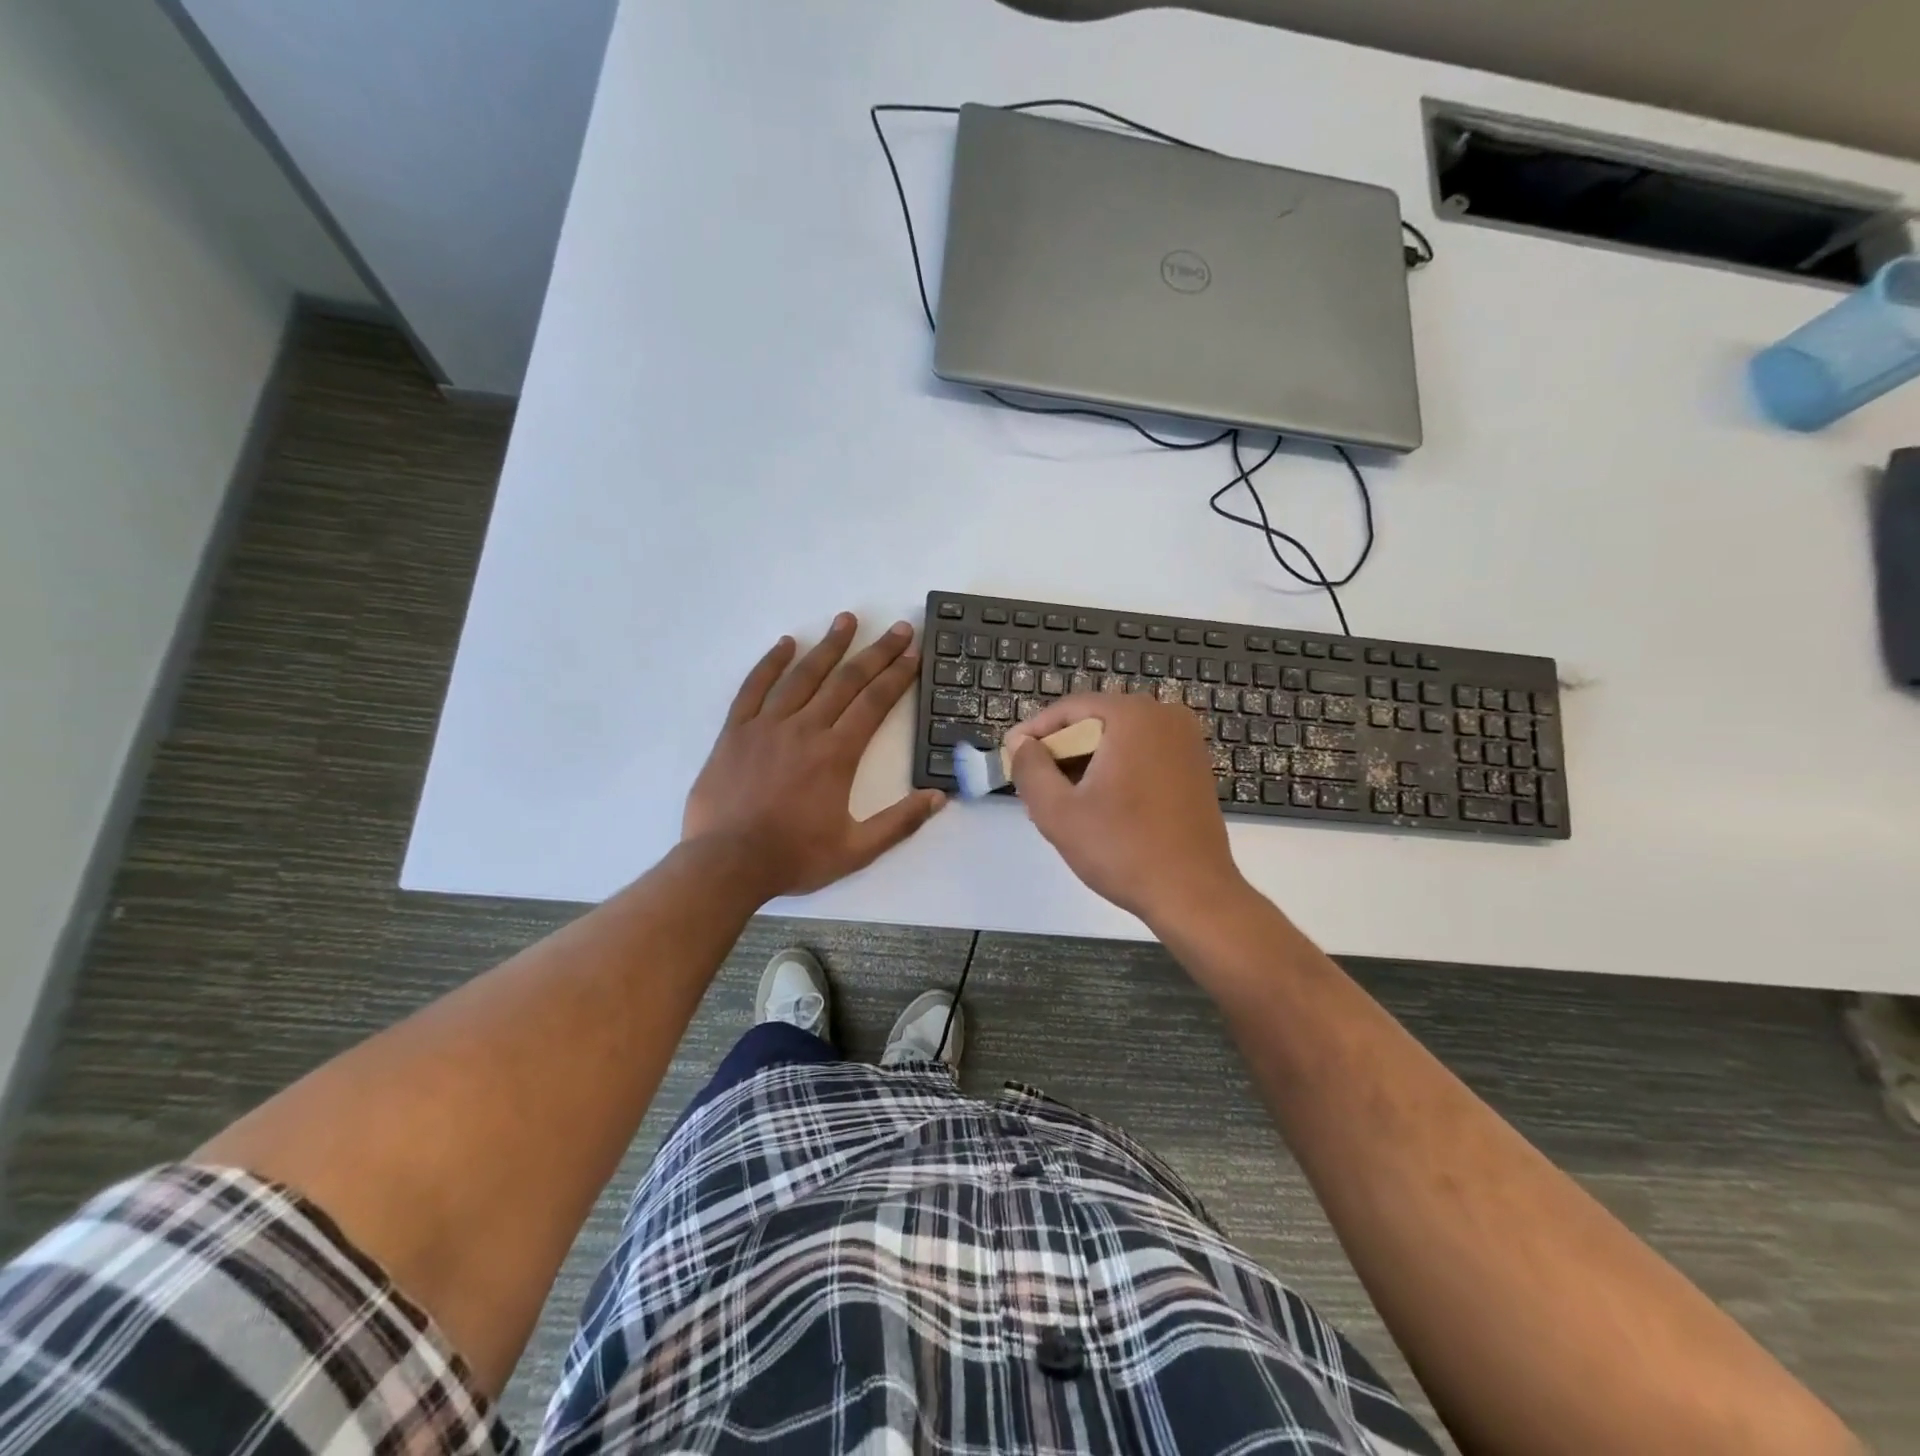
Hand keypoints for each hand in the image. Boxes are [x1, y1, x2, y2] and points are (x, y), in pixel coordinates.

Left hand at [683, 613, 945, 899]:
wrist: (727, 863)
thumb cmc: (794, 857)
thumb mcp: (856, 850)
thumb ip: (899, 823)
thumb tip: (938, 798)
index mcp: (837, 754)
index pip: (874, 702)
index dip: (898, 674)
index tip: (914, 651)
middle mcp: (806, 729)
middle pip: (846, 680)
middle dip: (876, 652)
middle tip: (898, 628)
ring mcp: (767, 726)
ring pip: (803, 675)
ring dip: (829, 646)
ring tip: (848, 620)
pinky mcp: (736, 731)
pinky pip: (754, 687)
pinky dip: (771, 663)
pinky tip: (786, 643)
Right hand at [1008, 693, 1247, 929]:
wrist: (1193, 895)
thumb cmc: (1122, 849)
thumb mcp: (1057, 811)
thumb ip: (1029, 768)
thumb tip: (1020, 742)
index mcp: (1133, 716)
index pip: (1068, 710)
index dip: (1034, 732)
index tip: (1010, 757)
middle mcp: (1165, 716)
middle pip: (1094, 723)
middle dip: (1060, 753)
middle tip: (1033, 787)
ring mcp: (1186, 741)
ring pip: (1118, 742)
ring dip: (1086, 765)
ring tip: (1060, 803)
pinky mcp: (1195, 767)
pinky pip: (1142, 756)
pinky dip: (1116, 772)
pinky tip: (1098, 808)